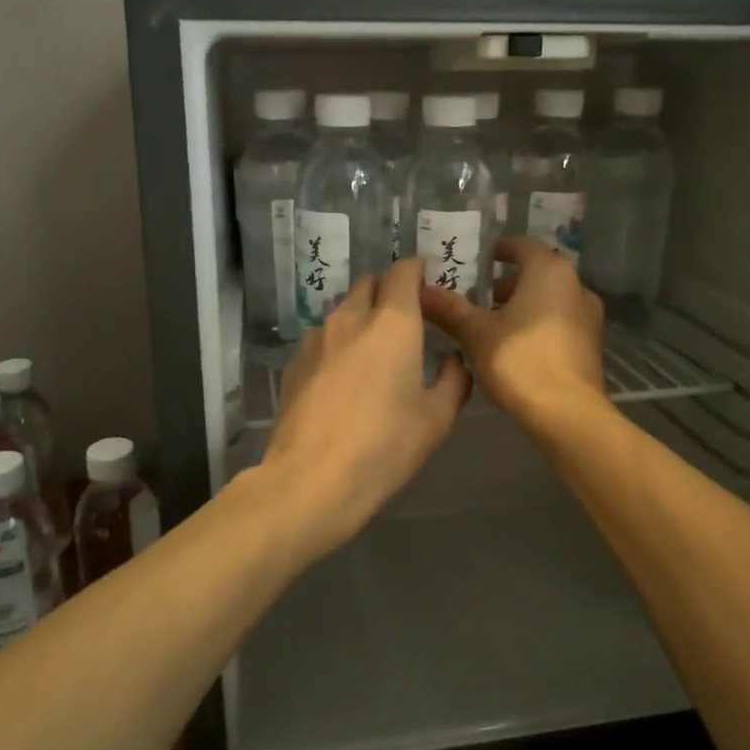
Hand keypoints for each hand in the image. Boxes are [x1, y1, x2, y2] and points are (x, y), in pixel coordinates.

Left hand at [261, 258, 471, 555]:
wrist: (311, 480)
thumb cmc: (385, 447)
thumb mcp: (437, 419)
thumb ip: (454, 380)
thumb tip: (454, 360)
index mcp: (393, 322)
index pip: (403, 271)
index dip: (417, 270)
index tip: (428, 282)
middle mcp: (351, 317)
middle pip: (370, 284)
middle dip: (388, 291)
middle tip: (406, 318)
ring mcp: (317, 338)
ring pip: (343, 309)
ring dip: (361, 316)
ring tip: (374, 350)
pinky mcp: (294, 362)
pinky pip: (322, 337)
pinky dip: (338, 343)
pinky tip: (343, 377)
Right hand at [419, 237, 607, 436]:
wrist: (568, 415)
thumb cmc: (520, 360)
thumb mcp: (476, 333)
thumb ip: (450, 309)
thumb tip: (422, 290)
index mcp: (550, 271)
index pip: (522, 245)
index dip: (497, 250)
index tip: (475, 261)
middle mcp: (575, 286)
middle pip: (536, 273)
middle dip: (505, 283)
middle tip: (474, 296)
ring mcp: (588, 316)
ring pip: (549, 299)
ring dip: (521, 305)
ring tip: (488, 324)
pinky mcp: (591, 345)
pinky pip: (559, 322)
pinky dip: (537, 324)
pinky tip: (512, 347)